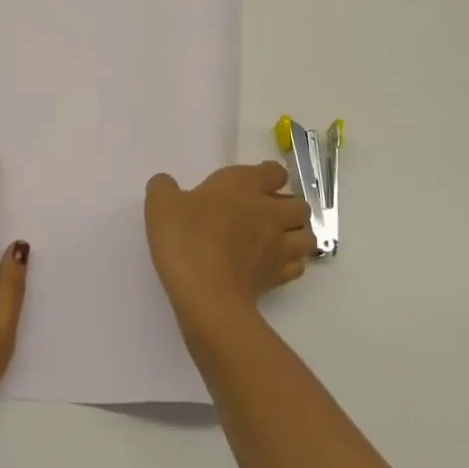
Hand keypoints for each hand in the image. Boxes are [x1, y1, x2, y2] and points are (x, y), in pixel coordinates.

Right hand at [144, 162, 316, 334]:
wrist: (206, 295)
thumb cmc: (186, 239)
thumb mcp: (161, 205)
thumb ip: (164, 188)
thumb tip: (166, 184)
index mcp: (244, 186)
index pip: (274, 172)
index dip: (268, 176)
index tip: (254, 183)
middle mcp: (269, 212)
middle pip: (300, 204)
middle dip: (289, 207)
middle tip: (266, 214)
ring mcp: (279, 247)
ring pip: (307, 236)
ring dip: (297, 235)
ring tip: (277, 240)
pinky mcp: (278, 278)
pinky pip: (298, 266)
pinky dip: (291, 264)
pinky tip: (271, 266)